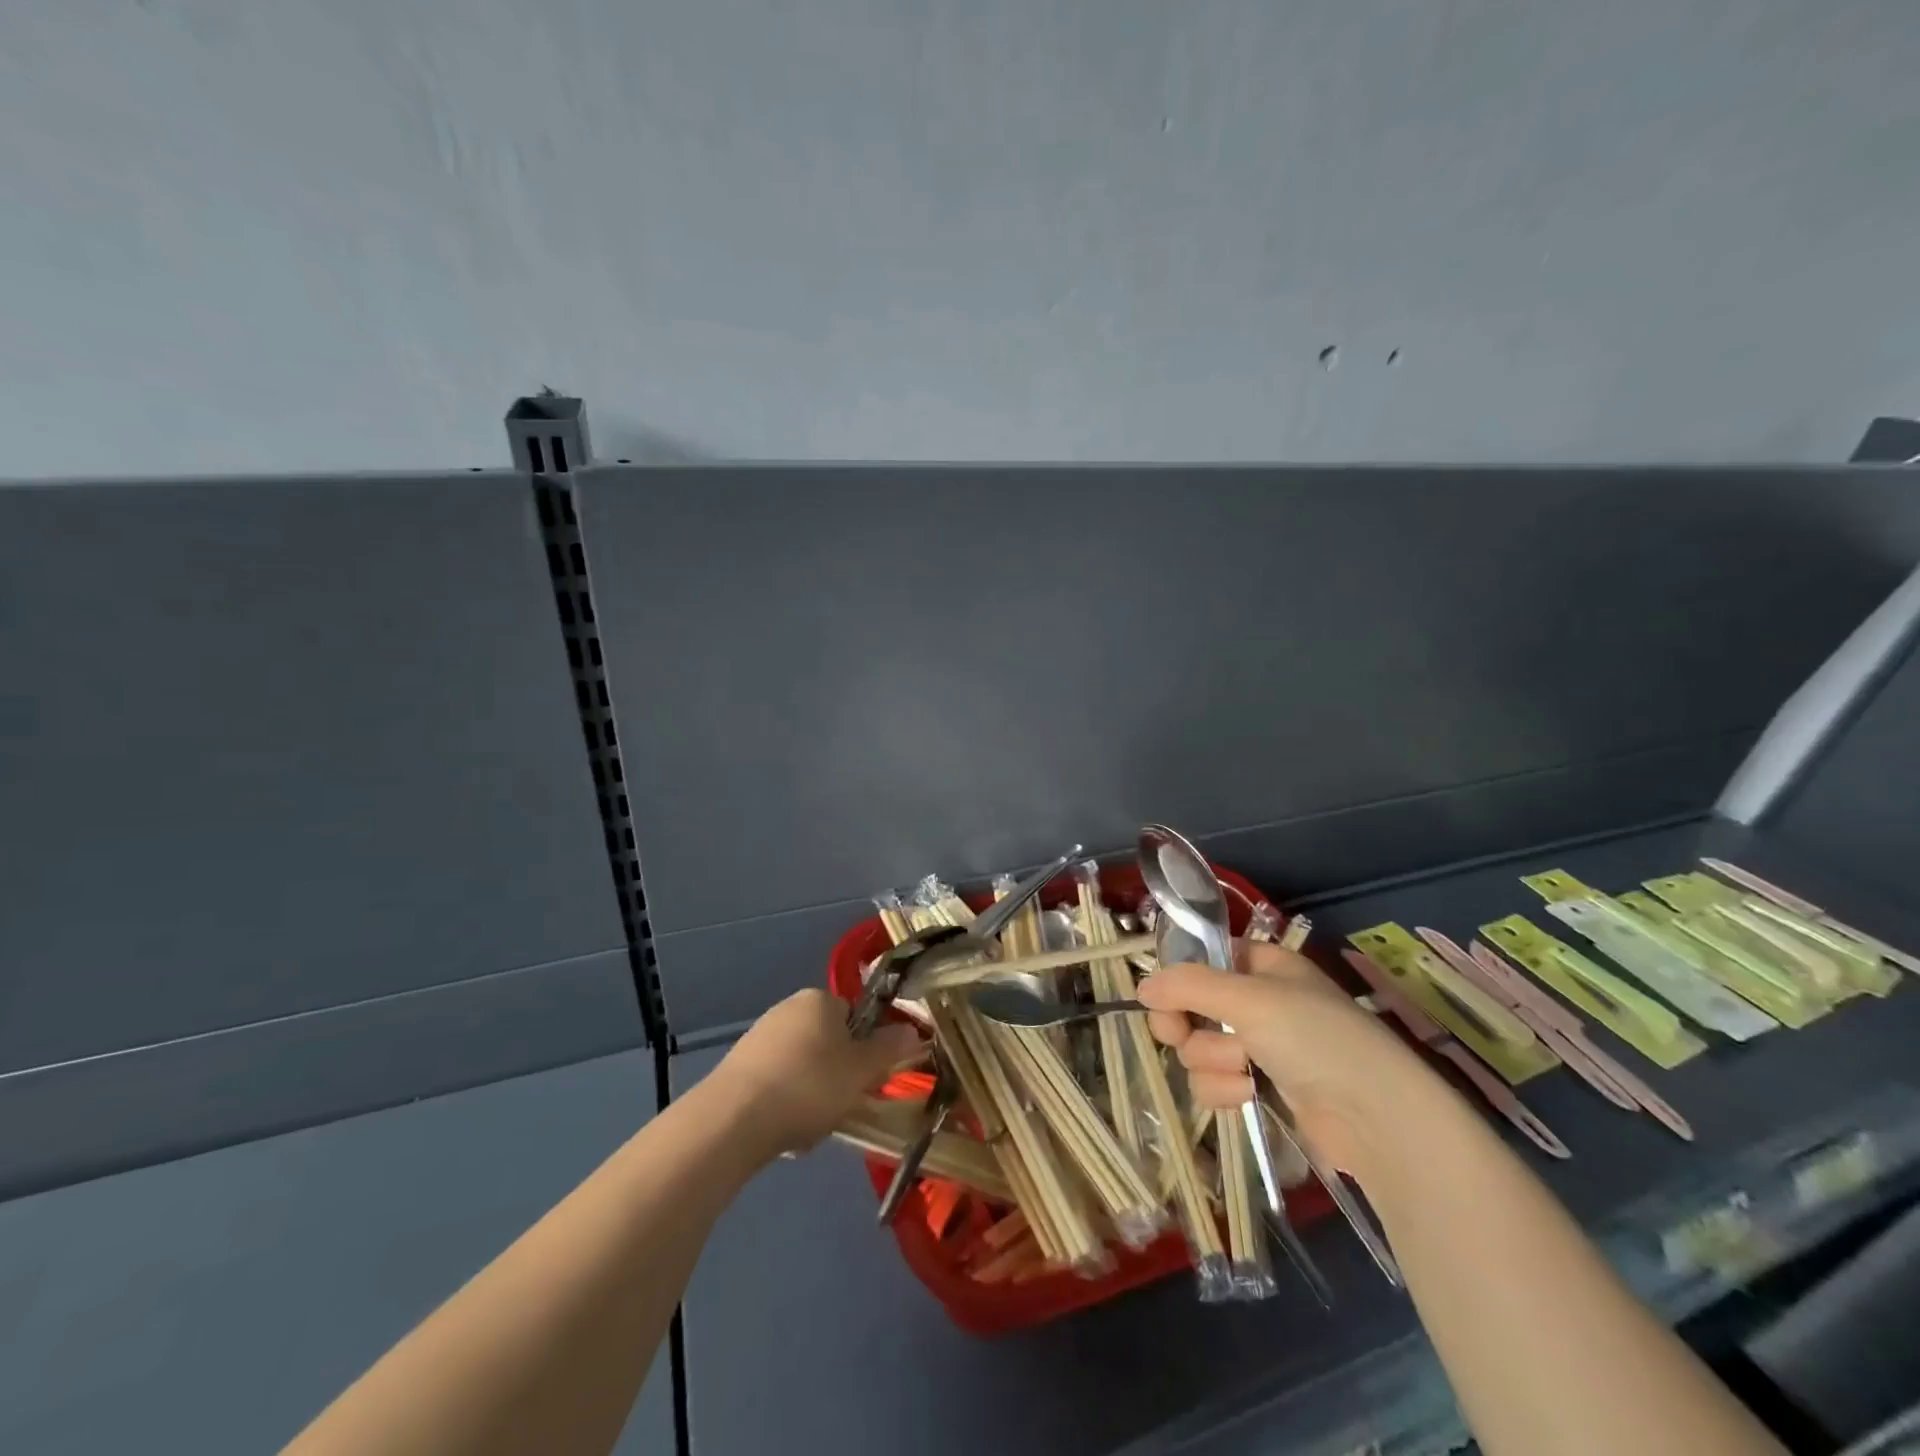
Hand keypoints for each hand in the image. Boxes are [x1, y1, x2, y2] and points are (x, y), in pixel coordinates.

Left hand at [711, 990, 922, 1157]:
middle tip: (842, 1106)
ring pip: (804, 1067)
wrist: (733, 1120)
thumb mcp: (861, 1070)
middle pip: (829, 1042)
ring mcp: (759, 1037)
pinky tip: (783, 1131)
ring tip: (810, 1127)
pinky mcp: (738, 1068)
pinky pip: (777, 1084)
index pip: (855, 1016)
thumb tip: (912, 1030)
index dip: (866, 1049)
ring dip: (813, 1094)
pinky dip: (786, 1104)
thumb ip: (889, 1048)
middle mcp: (788, 1008)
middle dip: (838, 1075)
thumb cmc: (808, 1085)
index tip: (867, 1079)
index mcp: (818, 999)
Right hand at [1137, 942, 1438, 1176]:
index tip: (1161, 997)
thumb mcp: (1249, 998)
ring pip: (1199, 1047)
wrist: (1375, 1118)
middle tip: (1178, 1034)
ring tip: (1245, 1069)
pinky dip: (1224, 1088)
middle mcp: (1259, 1001)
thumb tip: (1141, 987)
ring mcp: (1259, 1046)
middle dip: (1187, 1024)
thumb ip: (1188, 986)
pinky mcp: (1261, 1088)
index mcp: (1263, 964)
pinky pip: (1215, 1081)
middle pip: (1191, 1005)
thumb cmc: (1315, 1038)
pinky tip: (1249, 1094)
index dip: (1178, 977)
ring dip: (1212, 1060)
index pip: (1203, 959)